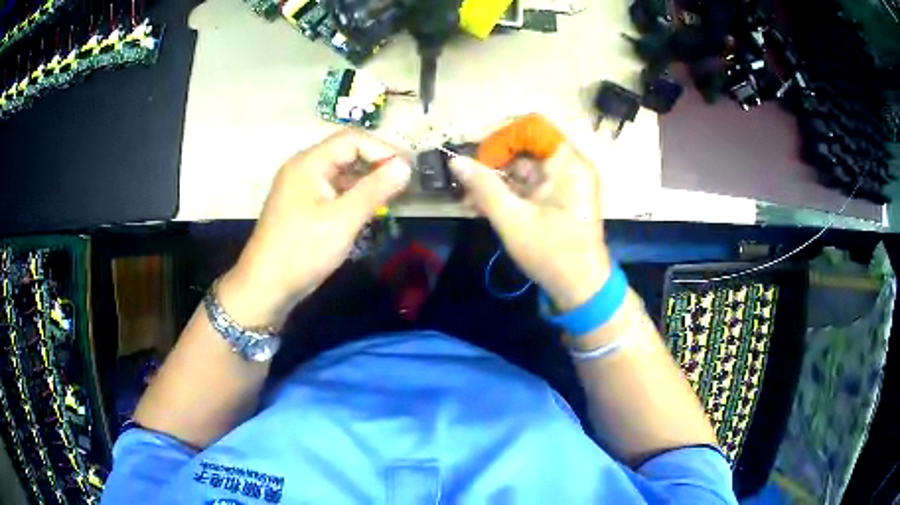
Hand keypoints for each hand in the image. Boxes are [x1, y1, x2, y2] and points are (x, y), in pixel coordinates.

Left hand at [220, 130, 411, 327]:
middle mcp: (303, 168)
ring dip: (365, 180)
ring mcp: (300, 187)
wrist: (265, 286)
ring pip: (339, 172)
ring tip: (390, 196)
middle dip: (375, 163)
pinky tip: (366, 210)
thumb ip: (374, 190)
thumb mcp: (342, 220)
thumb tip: (405, 167)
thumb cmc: (302, 251)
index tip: (407, 170)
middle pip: (345, 152)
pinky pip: (331, 189)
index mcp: (309, 163)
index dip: (382, 149)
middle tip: (402, 183)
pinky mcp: (301, 205)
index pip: (352, 139)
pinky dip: (351, 195)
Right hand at [449, 120, 610, 311]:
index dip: (502, 138)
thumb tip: (455, 161)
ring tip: (469, 200)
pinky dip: (508, 191)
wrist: (581, 289)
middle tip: (466, 183)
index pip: (532, 128)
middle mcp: (570, 165)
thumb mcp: (513, 220)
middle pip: (526, 147)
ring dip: (496, 180)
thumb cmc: (552, 254)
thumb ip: (483, 187)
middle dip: (493, 162)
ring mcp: (566, 181)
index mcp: (568, 164)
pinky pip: (530, 183)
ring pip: (524, 166)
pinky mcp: (560, 196)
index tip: (477, 159)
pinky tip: (483, 206)